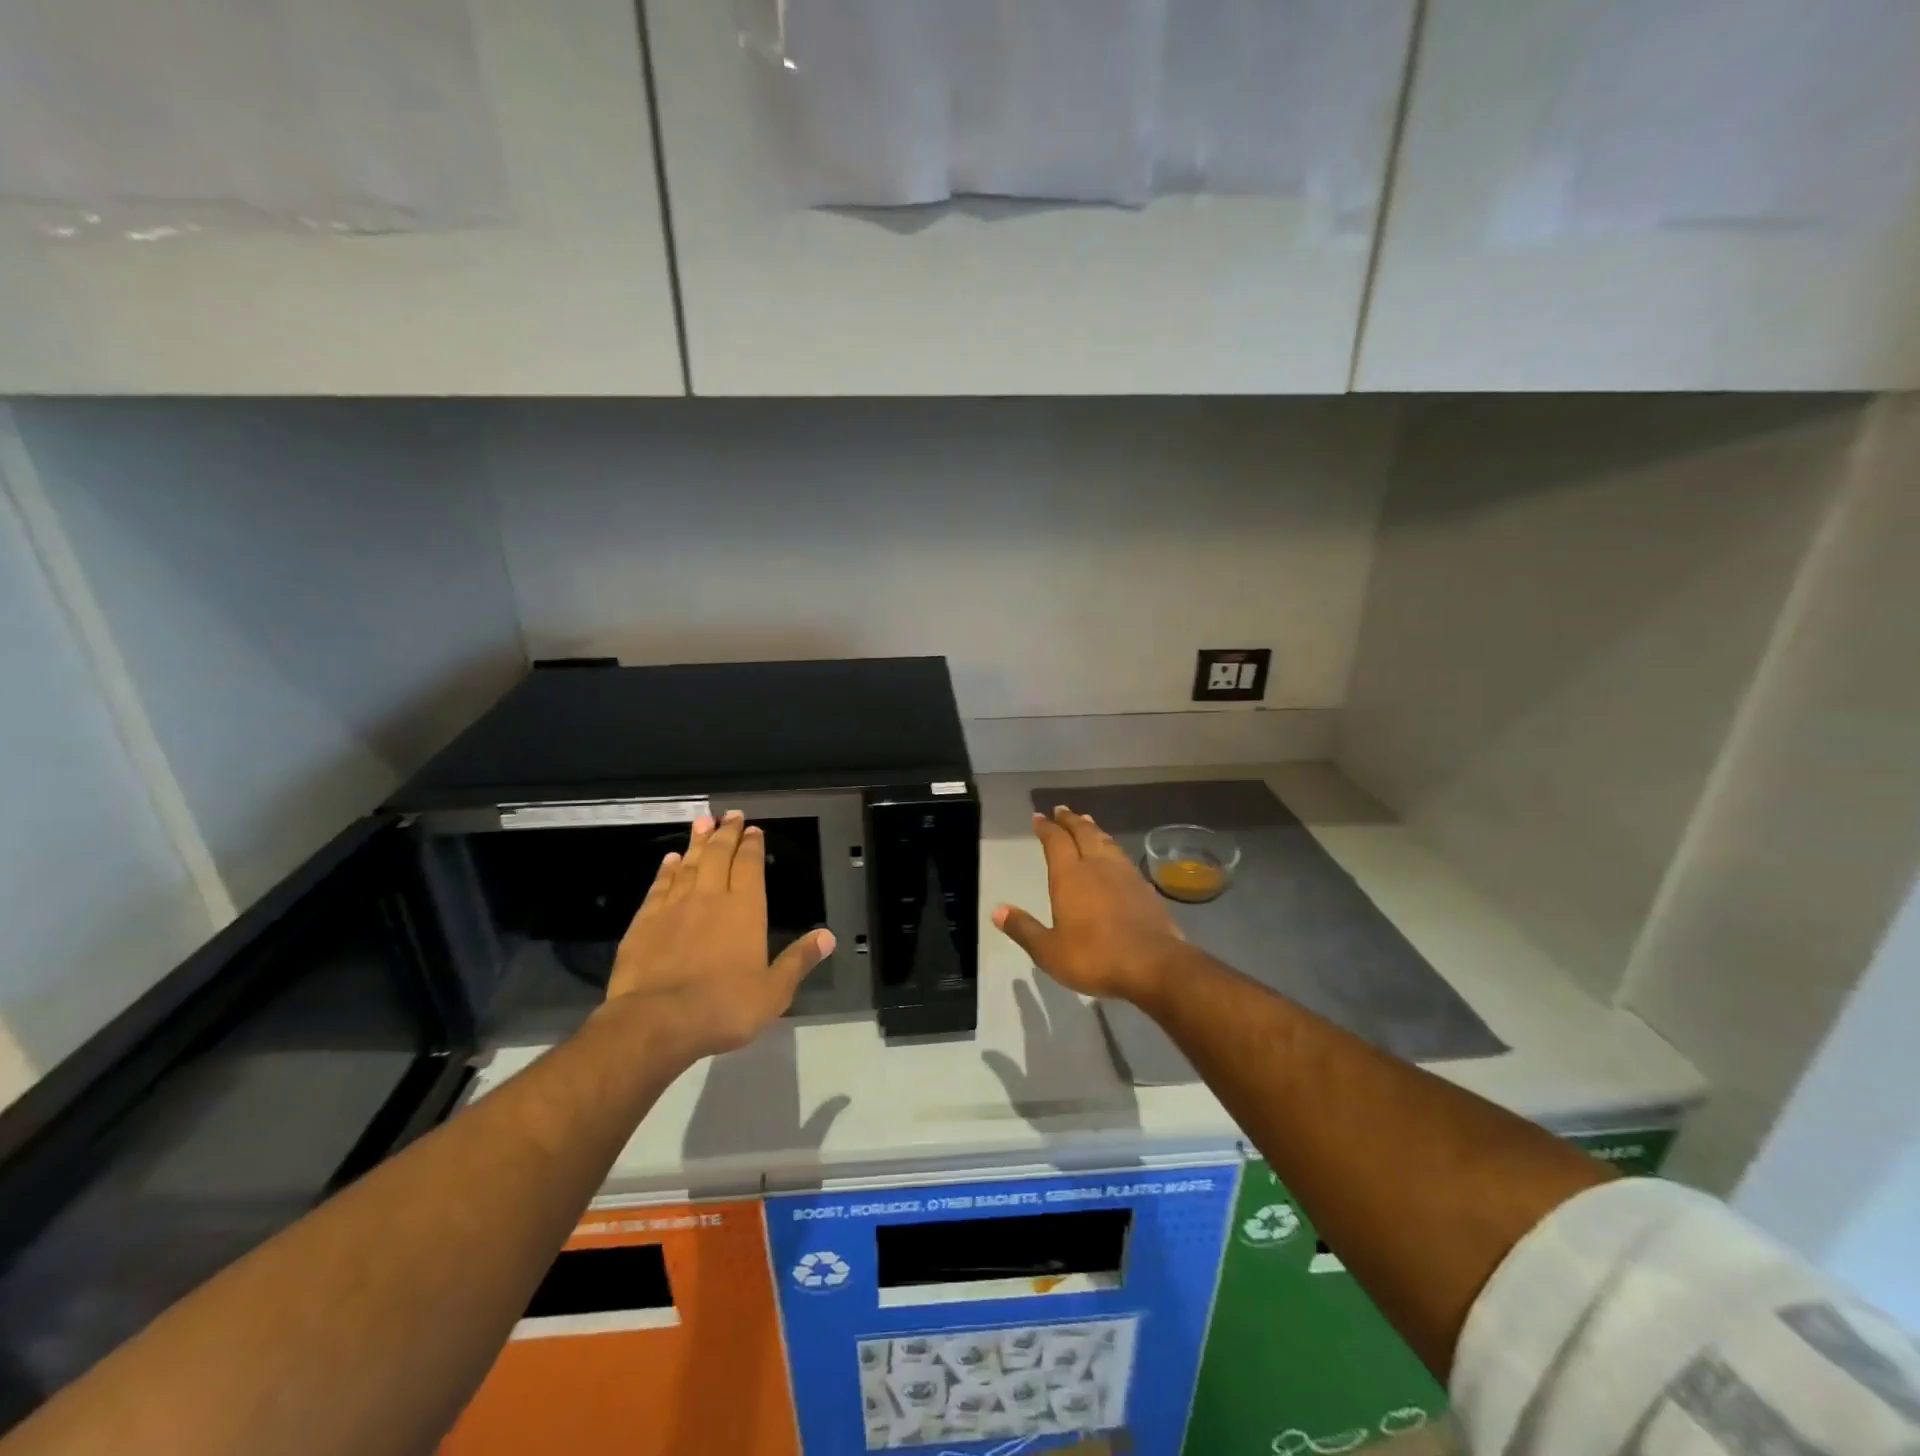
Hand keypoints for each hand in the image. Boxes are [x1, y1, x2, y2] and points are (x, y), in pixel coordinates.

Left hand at [605, 810, 833, 1062]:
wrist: (656, 1020)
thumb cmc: (723, 1007)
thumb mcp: (774, 992)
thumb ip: (798, 960)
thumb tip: (828, 936)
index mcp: (745, 909)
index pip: (749, 866)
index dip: (752, 845)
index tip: (753, 828)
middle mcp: (710, 898)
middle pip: (718, 855)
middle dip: (725, 833)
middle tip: (729, 814)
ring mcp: (674, 907)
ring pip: (688, 864)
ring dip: (696, 842)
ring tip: (702, 822)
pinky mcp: (644, 922)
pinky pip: (659, 886)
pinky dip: (666, 870)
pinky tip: (669, 860)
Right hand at [993, 806, 1185, 1006]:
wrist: (1154, 965)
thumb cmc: (1095, 957)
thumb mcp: (1049, 951)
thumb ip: (1024, 929)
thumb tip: (997, 910)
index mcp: (1070, 876)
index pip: (1055, 841)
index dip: (1046, 827)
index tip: (1038, 817)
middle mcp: (1097, 865)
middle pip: (1083, 832)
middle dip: (1070, 820)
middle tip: (1061, 810)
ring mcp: (1124, 874)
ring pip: (1106, 841)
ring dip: (1093, 829)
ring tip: (1087, 822)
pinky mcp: (1144, 887)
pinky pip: (1123, 857)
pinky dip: (1112, 848)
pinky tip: (1114, 856)